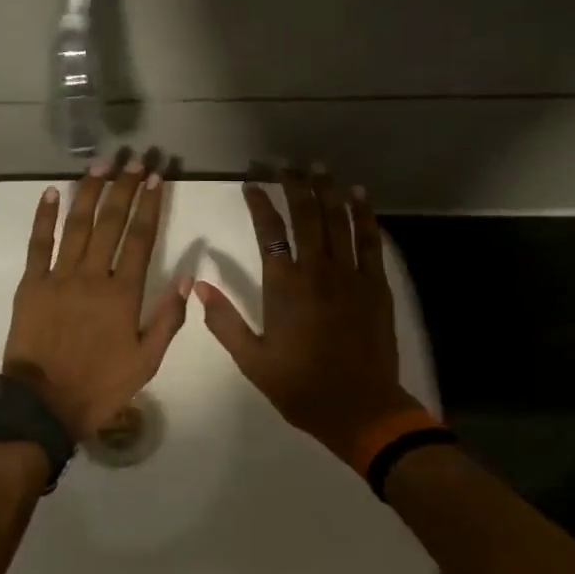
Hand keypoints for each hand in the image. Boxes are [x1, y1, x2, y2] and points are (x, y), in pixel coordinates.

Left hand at [3, 153, 189, 443]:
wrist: (43, 405)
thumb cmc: (100, 385)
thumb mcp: (147, 361)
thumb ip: (169, 318)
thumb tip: (189, 276)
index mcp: (124, 294)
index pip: (141, 238)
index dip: (150, 205)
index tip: (156, 178)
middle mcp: (93, 276)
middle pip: (112, 223)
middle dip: (124, 188)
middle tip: (134, 160)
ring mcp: (59, 276)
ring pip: (78, 225)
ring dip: (90, 192)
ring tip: (101, 165)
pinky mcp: (31, 283)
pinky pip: (39, 243)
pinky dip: (45, 216)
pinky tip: (52, 191)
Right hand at [197, 165, 419, 463]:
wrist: (361, 409)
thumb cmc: (301, 386)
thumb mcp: (252, 360)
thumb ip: (224, 320)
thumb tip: (198, 285)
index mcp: (285, 286)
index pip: (269, 231)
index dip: (259, 203)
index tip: (251, 184)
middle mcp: (318, 271)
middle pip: (307, 215)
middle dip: (296, 185)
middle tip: (288, 164)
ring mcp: (351, 276)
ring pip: (339, 221)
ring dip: (329, 191)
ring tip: (320, 167)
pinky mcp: (376, 286)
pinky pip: (370, 242)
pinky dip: (364, 215)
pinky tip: (359, 197)